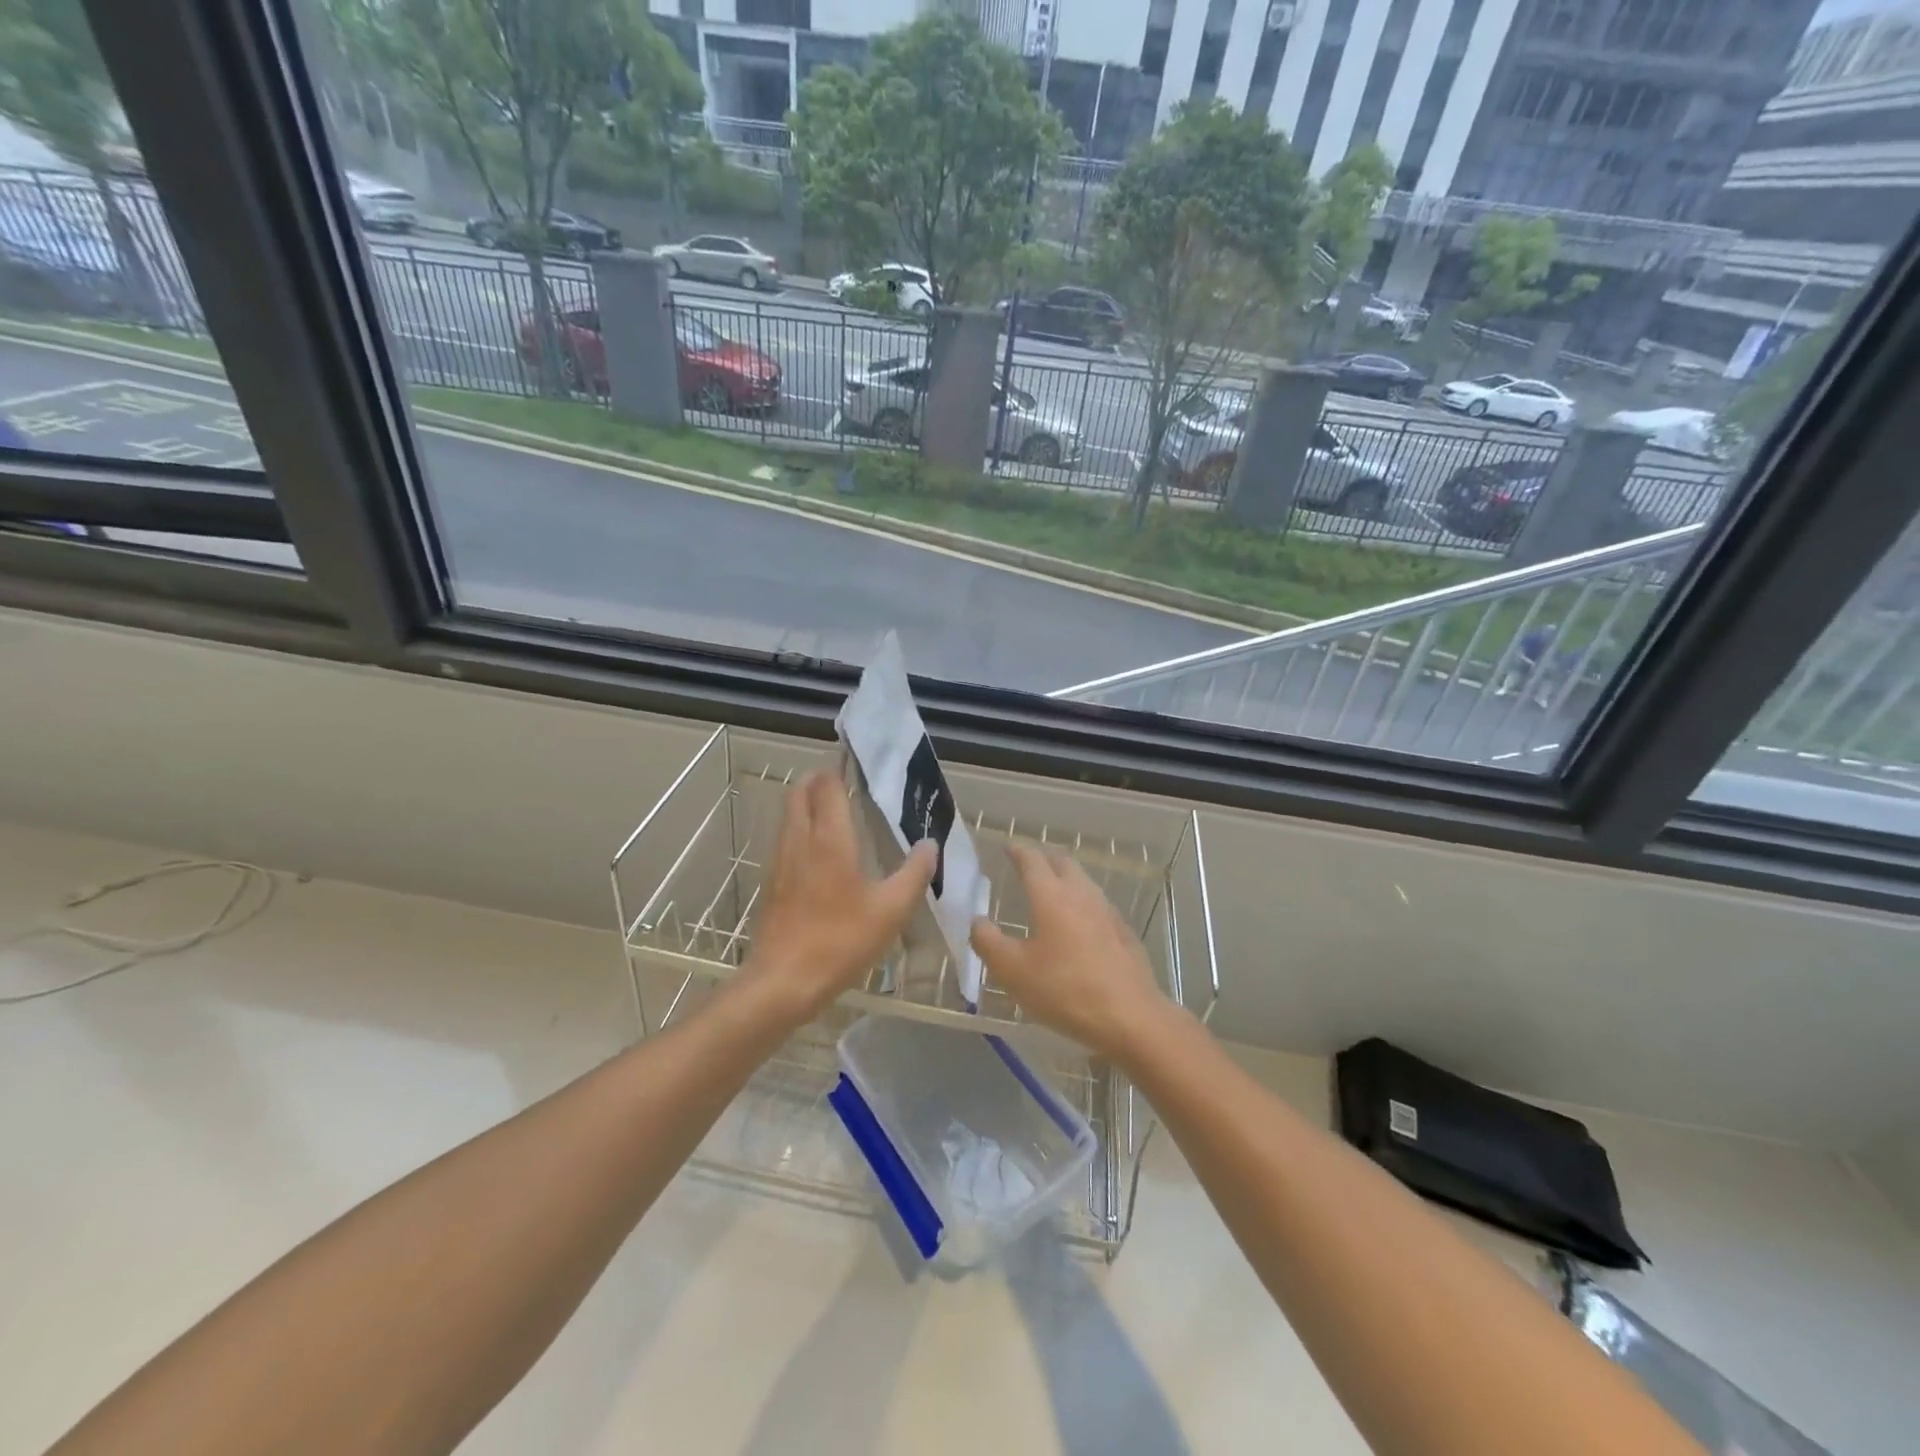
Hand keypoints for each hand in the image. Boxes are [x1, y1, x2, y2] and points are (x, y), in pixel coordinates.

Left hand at [741, 770, 936, 1024]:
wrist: (783, 982)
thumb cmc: (840, 941)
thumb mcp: (891, 910)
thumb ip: (914, 873)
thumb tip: (930, 844)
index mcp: (829, 839)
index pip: (827, 787)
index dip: (839, 771)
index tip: (857, 766)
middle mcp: (799, 840)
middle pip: (800, 793)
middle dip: (818, 781)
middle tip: (844, 784)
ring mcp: (780, 861)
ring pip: (789, 815)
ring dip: (806, 804)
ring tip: (834, 813)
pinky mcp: (772, 883)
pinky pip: (785, 839)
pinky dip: (800, 829)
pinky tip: (819, 853)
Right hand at [971, 842, 1171, 1061]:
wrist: (1130, 1016)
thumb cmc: (1065, 989)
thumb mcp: (1013, 971)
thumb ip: (988, 942)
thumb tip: (977, 921)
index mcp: (1051, 895)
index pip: (1032, 860)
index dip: (1018, 851)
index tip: (1008, 847)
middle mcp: (1081, 893)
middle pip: (1062, 862)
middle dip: (1044, 859)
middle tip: (1028, 865)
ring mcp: (1107, 911)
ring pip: (1083, 881)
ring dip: (1065, 878)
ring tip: (1051, 891)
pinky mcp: (1123, 932)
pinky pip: (1097, 904)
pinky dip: (1082, 903)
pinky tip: (1078, 924)